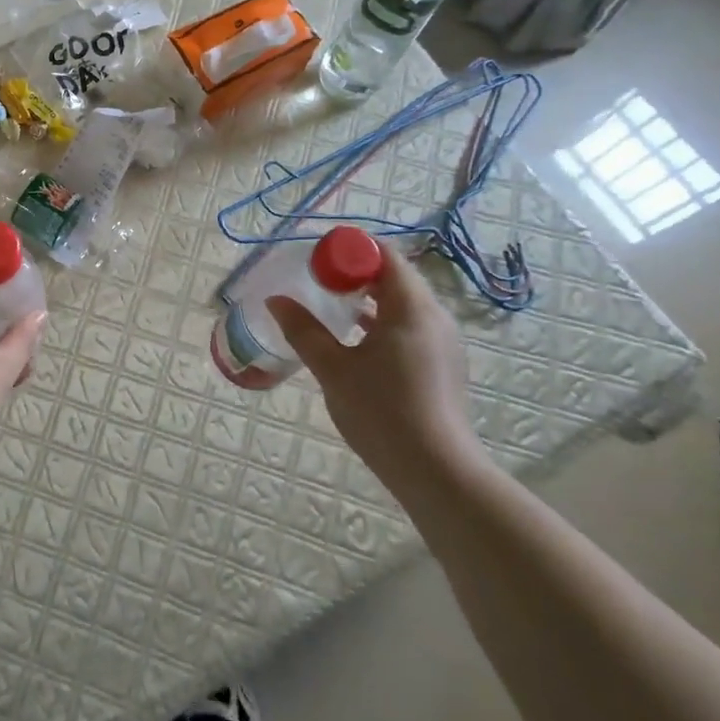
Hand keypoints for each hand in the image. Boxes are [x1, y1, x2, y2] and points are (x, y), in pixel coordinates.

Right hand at [267, 239, 482, 489]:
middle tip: (316, 280)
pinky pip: (410, 326)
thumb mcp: (333, 368)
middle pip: (395, 277)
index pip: (384, 256)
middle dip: (355, 272)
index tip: (316, 258)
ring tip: (330, 307)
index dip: (349, 250)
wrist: (436, 471)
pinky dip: (382, 321)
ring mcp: (443, 342)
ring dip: (368, 298)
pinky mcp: (442, 364)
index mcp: (411, 308)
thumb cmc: (381, 411)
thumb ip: (303, 330)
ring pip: (403, 303)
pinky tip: (355, 340)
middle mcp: (435, 316)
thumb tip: (276, 300)